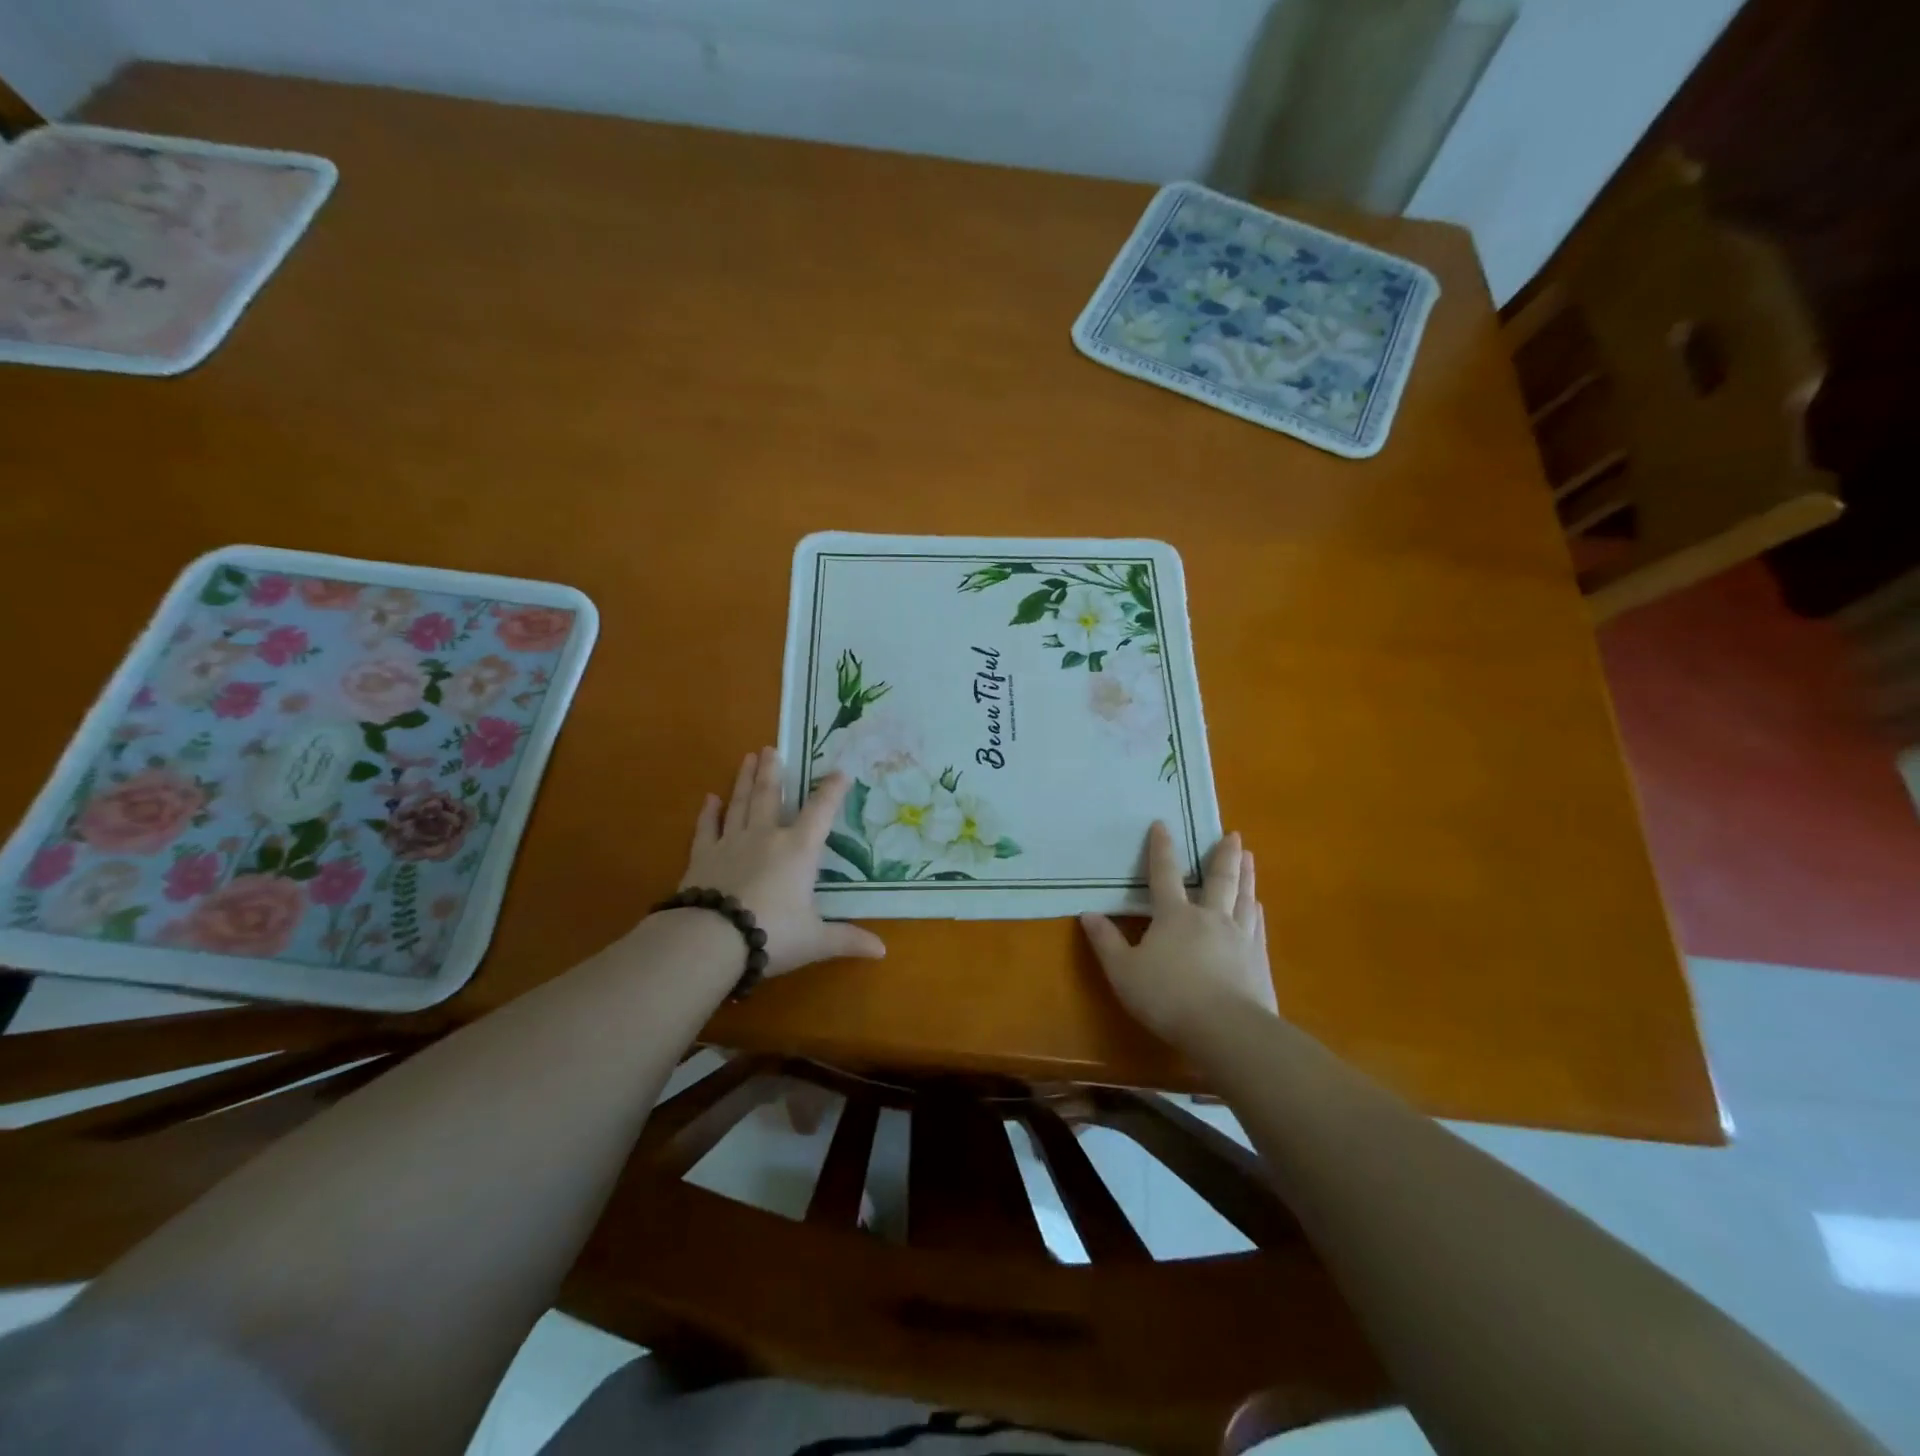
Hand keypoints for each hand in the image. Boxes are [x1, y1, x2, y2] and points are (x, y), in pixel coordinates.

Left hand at [680, 747, 885, 976]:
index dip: (831, 790)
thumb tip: (883, 951)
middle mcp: (766, 837)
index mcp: (798, 850)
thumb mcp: (816, 940)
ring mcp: (731, 843)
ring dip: (744, 780)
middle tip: (771, 748)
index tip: (839, 771)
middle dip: (773, 771)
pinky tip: (710, 798)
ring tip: (748, 757)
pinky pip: (707, 828)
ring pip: (739, 803)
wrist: (712, 940)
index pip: (820, 812)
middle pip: (770, 796)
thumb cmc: (773, 934)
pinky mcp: (702, 857)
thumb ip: (847, 940)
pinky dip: (709, 813)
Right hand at [1080, 822, 1277, 1047]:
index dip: (1162, 848)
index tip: (1163, 824)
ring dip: (1246, 876)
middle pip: (1218, 879)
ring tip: (1251, 858)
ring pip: (1243, 897)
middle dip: (1223, 855)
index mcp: (1175, 916)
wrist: (1226, 1029)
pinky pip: (1257, 925)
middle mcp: (1210, 917)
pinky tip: (1258, 907)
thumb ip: (1106, 942)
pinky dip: (1256, 910)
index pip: (1164, 874)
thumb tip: (1088, 914)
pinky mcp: (1258, 959)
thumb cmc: (1168, 997)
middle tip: (1233, 835)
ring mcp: (1238, 937)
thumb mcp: (1124, 972)